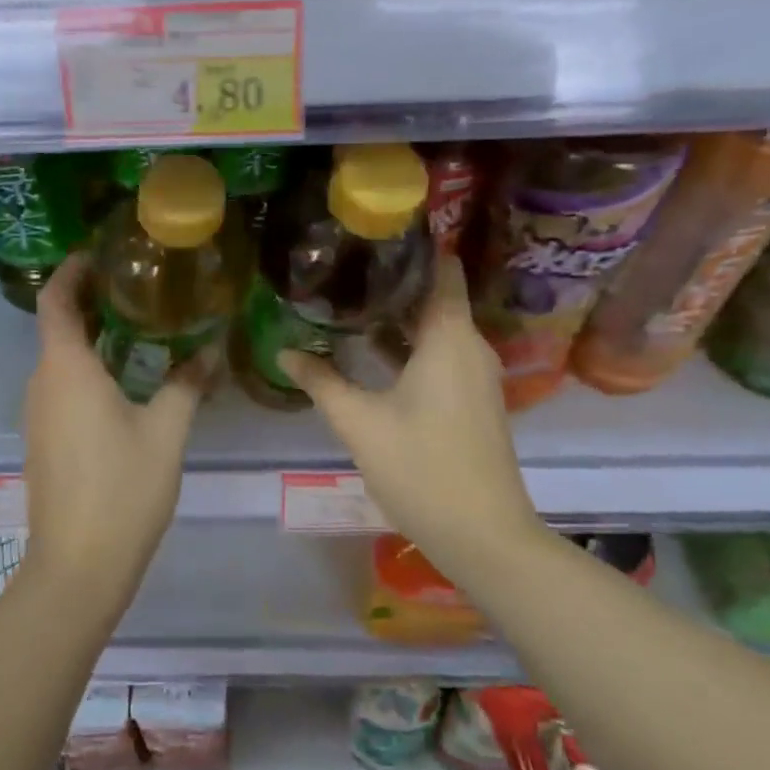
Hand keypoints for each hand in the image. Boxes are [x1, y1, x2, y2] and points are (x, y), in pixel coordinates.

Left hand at [20, 253, 206, 614]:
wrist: (77, 567)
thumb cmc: (122, 490)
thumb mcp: (166, 433)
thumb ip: (187, 385)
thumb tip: (211, 350)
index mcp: (66, 370)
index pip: (56, 300)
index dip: (71, 270)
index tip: (99, 253)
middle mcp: (42, 384)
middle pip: (57, 326)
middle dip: (90, 300)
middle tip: (137, 287)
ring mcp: (38, 415)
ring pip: (60, 359)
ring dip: (91, 337)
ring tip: (139, 326)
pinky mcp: (43, 440)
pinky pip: (61, 387)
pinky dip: (87, 369)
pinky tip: (124, 380)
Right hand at [280, 255, 547, 584]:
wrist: (483, 535)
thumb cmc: (421, 468)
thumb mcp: (359, 423)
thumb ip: (321, 381)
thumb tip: (285, 352)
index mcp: (449, 337)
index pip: (442, 269)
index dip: (414, 246)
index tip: (374, 233)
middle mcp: (471, 346)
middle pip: (435, 297)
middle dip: (393, 282)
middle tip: (344, 267)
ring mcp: (477, 375)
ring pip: (437, 329)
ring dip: (398, 317)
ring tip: (349, 303)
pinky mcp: (474, 400)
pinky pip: (442, 355)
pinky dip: (411, 346)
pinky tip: (373, 353)